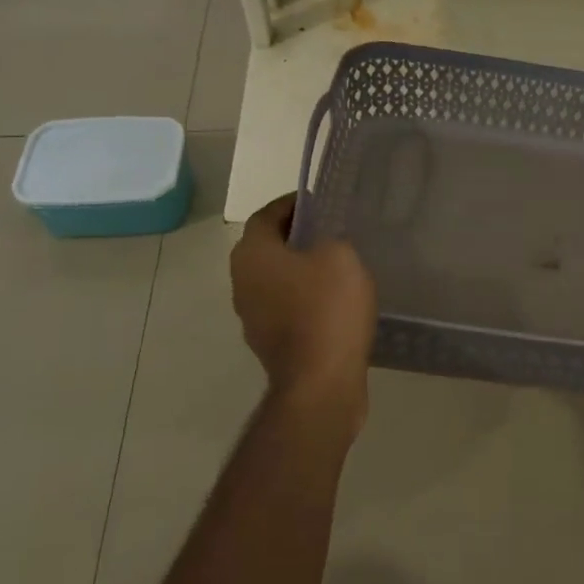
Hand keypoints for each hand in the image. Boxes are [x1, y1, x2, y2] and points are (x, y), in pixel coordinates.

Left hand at [231, 194, 377, 416]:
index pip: (267, 215)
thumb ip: (330, 237)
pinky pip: (285, 306)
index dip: (293, 204)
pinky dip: (304, 297)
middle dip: (296, 235)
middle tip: (331, 230)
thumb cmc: (328, 308)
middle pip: (267, 246)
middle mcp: (241, 281)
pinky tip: (334, 300)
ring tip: (337, 263)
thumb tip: (323, 242)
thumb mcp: (341, 255)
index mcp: (252, 254)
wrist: (320, 382)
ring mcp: (251, 315)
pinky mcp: (268, 341)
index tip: (320, 202)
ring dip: (299, 268)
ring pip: (275, 278)